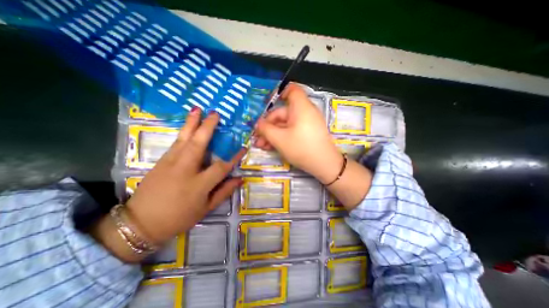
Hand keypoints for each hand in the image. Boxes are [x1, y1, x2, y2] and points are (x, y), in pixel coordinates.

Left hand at [92, 108, 243, 261]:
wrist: (140, 223)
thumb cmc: (179, 217)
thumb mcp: (206, 209)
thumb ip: (224, 192)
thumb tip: (240, 179)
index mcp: (199, 184)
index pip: (221, 166)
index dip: (234, 157)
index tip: (243, 148)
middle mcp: (185, 170)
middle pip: (199, 144)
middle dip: (208, 127)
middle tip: (215, 114)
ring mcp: (170, 163)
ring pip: (184, 139)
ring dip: (192, 123)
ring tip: (198, 109)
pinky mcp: (160, 161)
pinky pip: (175, 143)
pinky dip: (183, 132)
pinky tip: (188, 125)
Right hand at [254, 83, 341, 183]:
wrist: (324, 165)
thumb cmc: (301, 148)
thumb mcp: (279, 139)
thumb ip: (265, 129)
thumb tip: (257, 123)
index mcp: (300, 107)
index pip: (292, 90)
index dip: (280, 93)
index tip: (267, 105)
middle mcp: (305, 112)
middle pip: (283, 113)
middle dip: (268, 125)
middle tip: (257, 138)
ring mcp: (307, 124)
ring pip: (286, 124)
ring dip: (273, 133)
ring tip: (262, 146)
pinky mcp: (308, 133)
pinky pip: (292, 130)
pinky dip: (282, 136)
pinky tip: (271, 147)